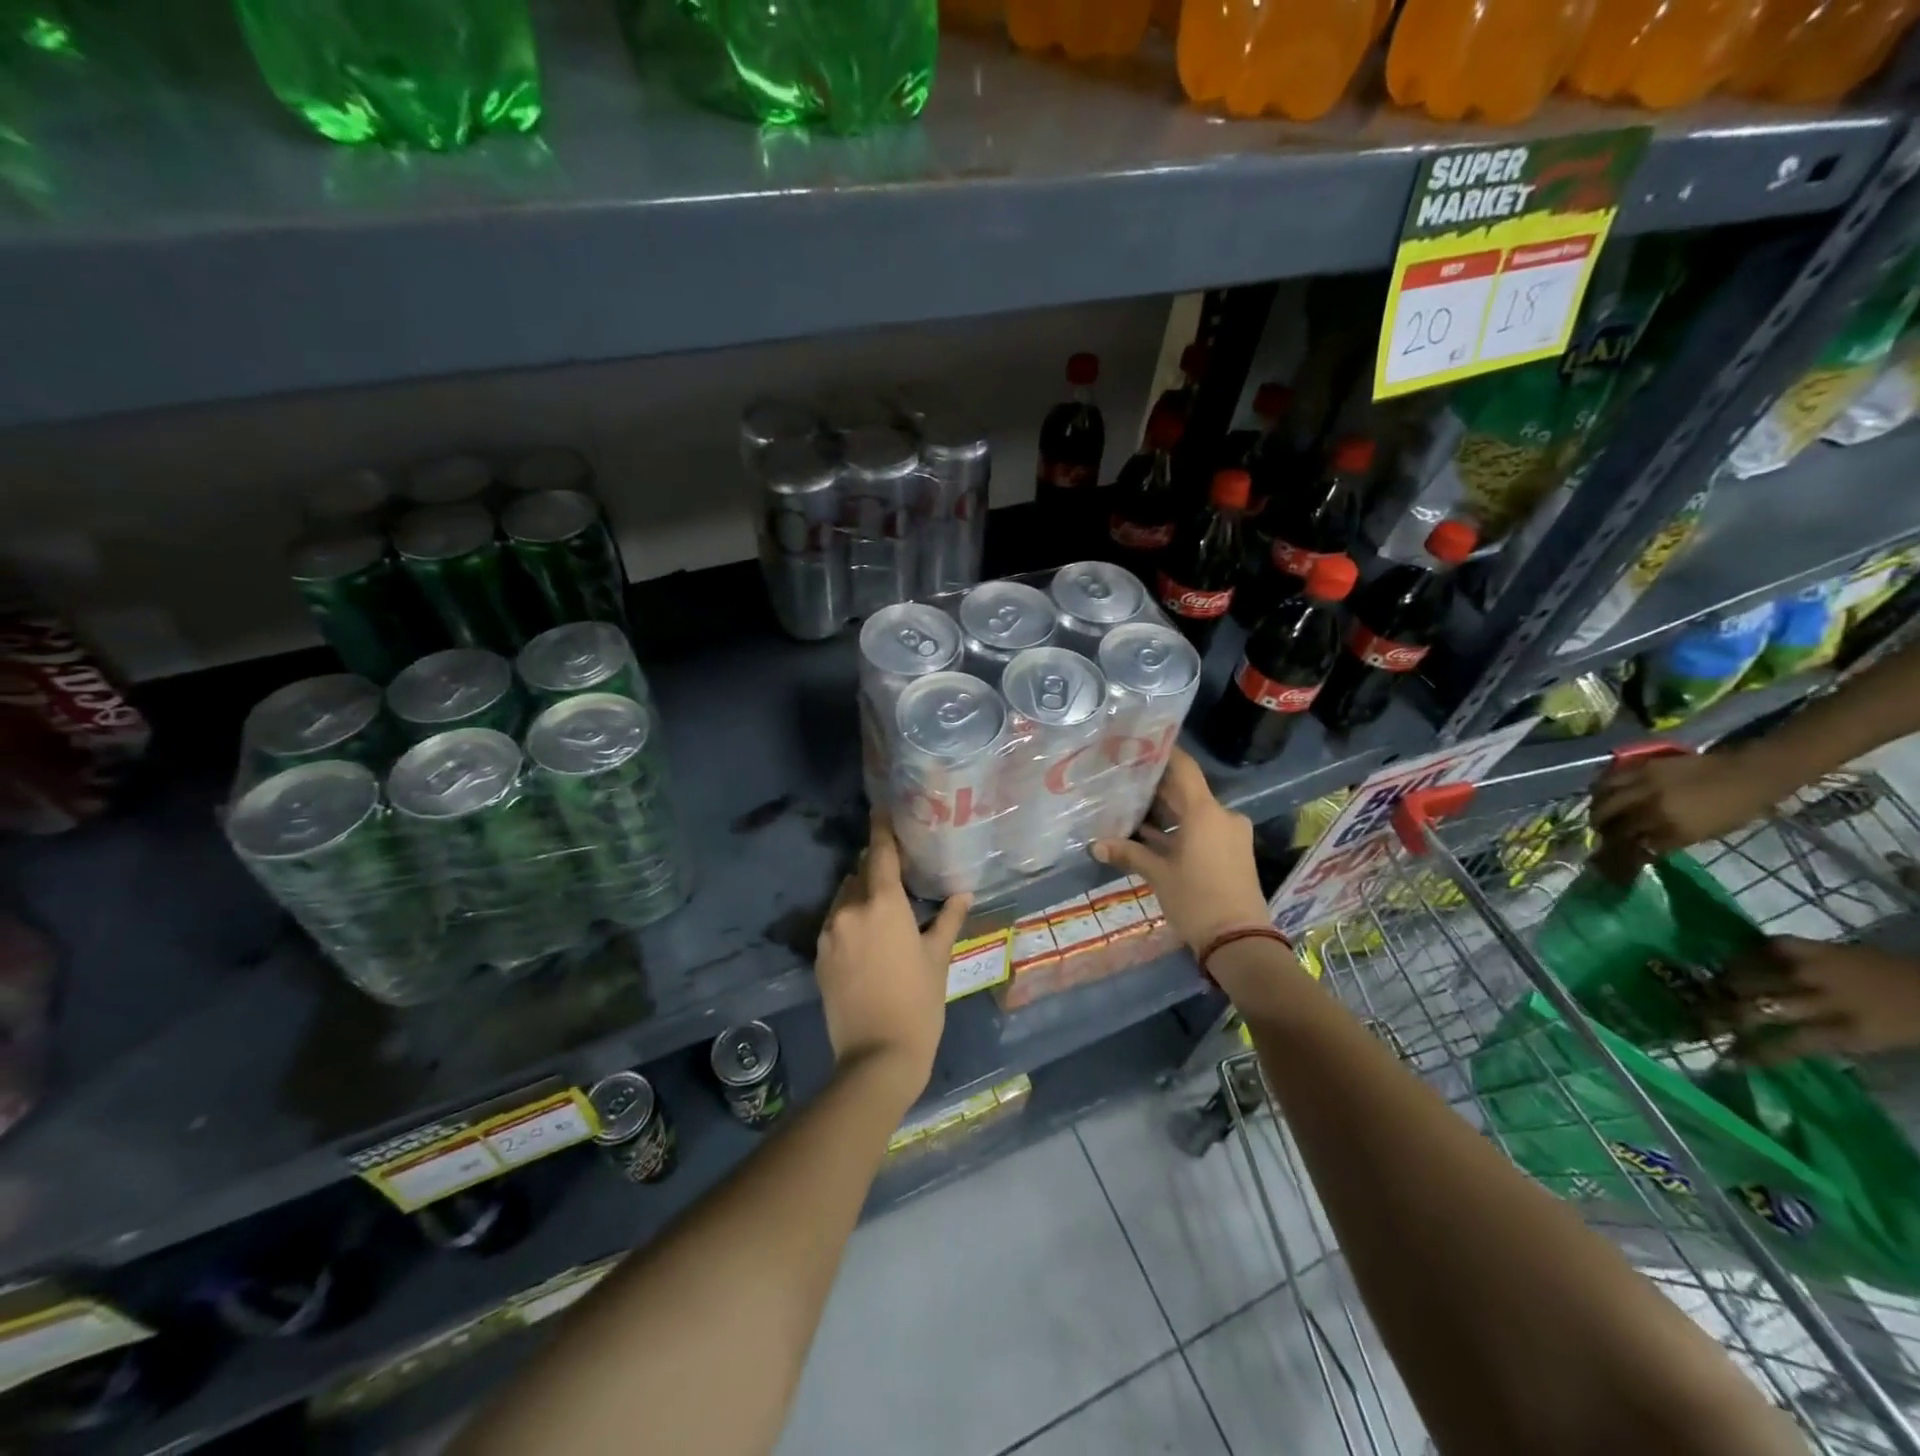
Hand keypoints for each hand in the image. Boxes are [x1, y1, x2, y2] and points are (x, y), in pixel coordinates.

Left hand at [814, 813, 970, 1099]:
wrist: (877, 1057)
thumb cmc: (919, 1003)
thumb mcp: (938, 957)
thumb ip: (948, 919)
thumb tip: (962, 893)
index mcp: (883, 903)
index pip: (880, 852)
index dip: (881, 828)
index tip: (881, 809)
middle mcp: (850, 909)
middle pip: (860, 873)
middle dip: (875, 866)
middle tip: (896, 869)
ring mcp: (829, 933)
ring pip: (844, 897)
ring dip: (860, 893)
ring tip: (882, 905)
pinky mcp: (818, 956)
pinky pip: (834, 922)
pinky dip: (848, 918)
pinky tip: (866, 936)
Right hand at [1089, 749, 1279, 1001]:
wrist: (1240, 941)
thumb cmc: (1196, 900)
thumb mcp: (1158, 875)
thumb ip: (1129, 853)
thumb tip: (1095, 845)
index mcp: (1206, 812)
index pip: (1184, 769)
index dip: (1163, 754)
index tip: (1139, 744)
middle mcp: (1221, 816)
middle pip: (1186, 791)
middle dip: (1155, 788)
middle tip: (1123, 779)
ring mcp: (1229, 834)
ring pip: (1192, 813)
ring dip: (1165, 813)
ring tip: (1130, 808)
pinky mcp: (1231, 852)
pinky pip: (1201, 830)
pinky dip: (1178, 831)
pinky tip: (1149, 836)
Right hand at [1590, 748, 1783, 879]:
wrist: (1747, 774)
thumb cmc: (1735, 810)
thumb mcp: (1705, 833)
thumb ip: (1670, 840)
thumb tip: (1643, 846)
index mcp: (1674, 829)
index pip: (1636, 846)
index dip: (1622, 853)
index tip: (1614, 857)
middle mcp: (1653, 808)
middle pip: (1614, 824)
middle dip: (1604, 832)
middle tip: (1601, 835)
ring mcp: (1645, 786)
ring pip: (1605, 801)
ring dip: (1597, 811)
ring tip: (1597, 815)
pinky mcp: (1643, 768)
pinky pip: (1610, 780)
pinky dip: (1600, 789)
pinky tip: (1600, 794)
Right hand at [1716, 936, 1919, 1062]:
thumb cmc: (1910, 1023)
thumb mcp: (1874, 1042)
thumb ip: (1824, 1039)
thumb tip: (1769, 1044)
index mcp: (1850, 1032)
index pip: (1787, 1045)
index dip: (1752, 1053)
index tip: (1726, 1061)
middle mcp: (1825, 1000)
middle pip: (1759, 1008)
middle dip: (1723, 1016)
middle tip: (1698, 1024)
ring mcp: (1816, 969)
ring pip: (1751, 976)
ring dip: (1724, 985)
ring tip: (1705, 993)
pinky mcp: (1813, 946)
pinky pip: (1767, 947)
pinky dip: (1746, 955)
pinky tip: (1731, 962)